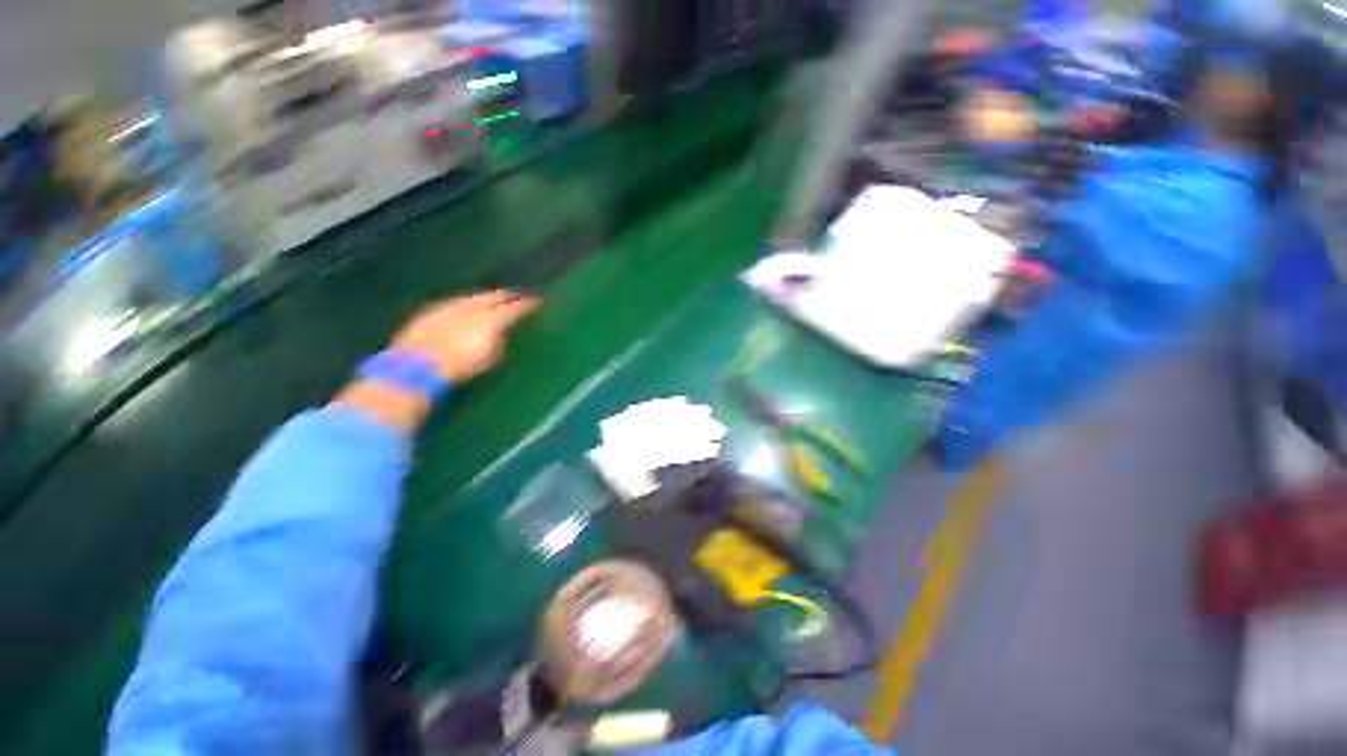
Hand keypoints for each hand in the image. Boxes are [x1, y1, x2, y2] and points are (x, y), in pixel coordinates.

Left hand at [391, 291, 538, 382]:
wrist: (418, 365)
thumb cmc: (461, 366)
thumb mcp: (489, 359)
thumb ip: (499, 343)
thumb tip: (499, 335)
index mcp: (492, 319)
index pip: (516, 307)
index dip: (528, 304)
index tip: (537, 301)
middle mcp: (473, 306)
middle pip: (494, 295)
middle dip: (507, 295)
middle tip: (516, 295)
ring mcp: (451, 305)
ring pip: (473, 297)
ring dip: (484, 298)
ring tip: (491, 301)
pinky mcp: (432, 310)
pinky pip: (455, 303)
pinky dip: (464, 305)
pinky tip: (464, 311)